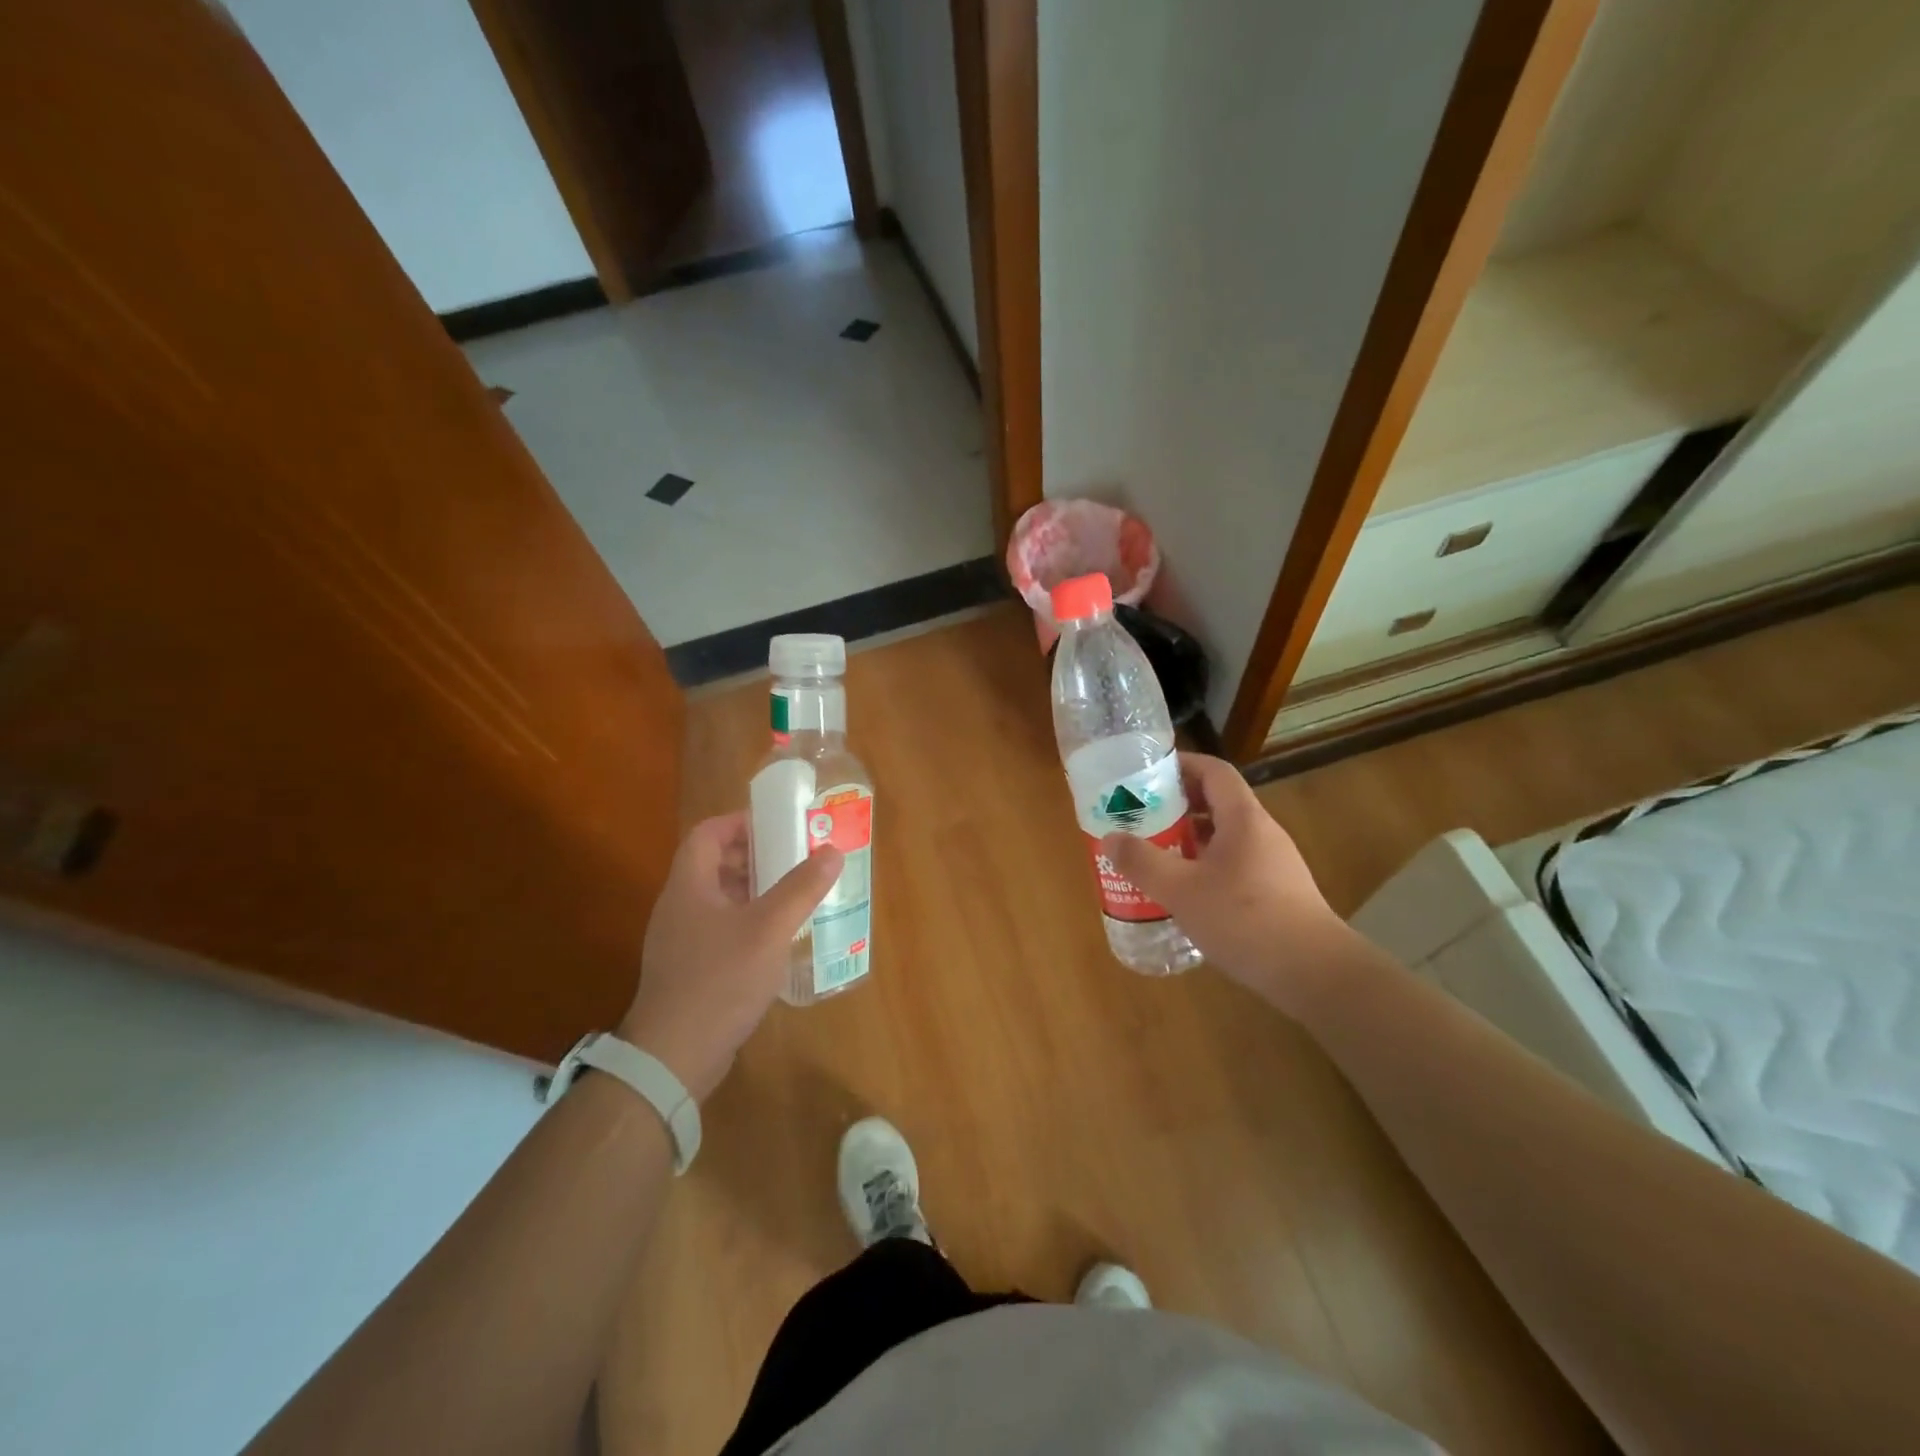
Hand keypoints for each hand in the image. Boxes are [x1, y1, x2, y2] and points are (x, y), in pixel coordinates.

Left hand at [620, 812, 842, 1100]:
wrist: (674, 1056)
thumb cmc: (720, 980)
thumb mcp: (769, 929)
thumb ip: (801, 889)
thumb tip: (832, 852)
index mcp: (689, 887)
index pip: (707, 834)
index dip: (739, 822)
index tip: (778, 826)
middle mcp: (679, 908)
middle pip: (713, 865)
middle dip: (755, 857)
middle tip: (795, 859)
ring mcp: (680, 942)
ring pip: (719, 900)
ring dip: (754, 891)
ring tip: (793, 896)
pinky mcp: (689, 970)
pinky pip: (719, 930)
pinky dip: (747, 923)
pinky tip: (776, 940)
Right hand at [1102, 754, 1348, 1013]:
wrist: (1313, 972)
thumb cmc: (1245, 919)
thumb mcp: (1181, 891)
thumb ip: (1142, 862)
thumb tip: (1109, 838)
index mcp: (1243, 819)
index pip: (1214, 771)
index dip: (1181, 764)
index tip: (1147, 774)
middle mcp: (1261, 832)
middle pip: (1217, 801)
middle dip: (1177, 804)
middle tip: (1140, 816)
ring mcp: (1272, 862)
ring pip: (1225, 835)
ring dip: (1189, 837)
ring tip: (1154, 852)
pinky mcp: (1276, 891)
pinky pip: (1233, 862)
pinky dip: (1205, 864)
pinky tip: (1185, 891)